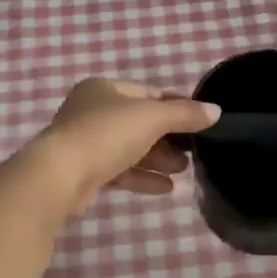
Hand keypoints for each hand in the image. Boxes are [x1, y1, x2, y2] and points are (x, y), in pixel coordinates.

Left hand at [36, 79, 219, 212]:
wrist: (60, 176)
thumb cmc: (106, 134)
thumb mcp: (152, 118)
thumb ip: (185, 114)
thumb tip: (216, 111)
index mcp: (104, 89)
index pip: (148, 93)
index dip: (177, 105)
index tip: (201, 121)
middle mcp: (92, 111)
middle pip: (139, 122)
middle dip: (168, 137)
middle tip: (193, 151)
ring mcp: (85, 143)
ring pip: (130, 148)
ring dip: (158, 159)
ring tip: (184, 171)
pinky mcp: (84, 173)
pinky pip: (120, 171)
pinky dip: (143, 177)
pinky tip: (166, 188)